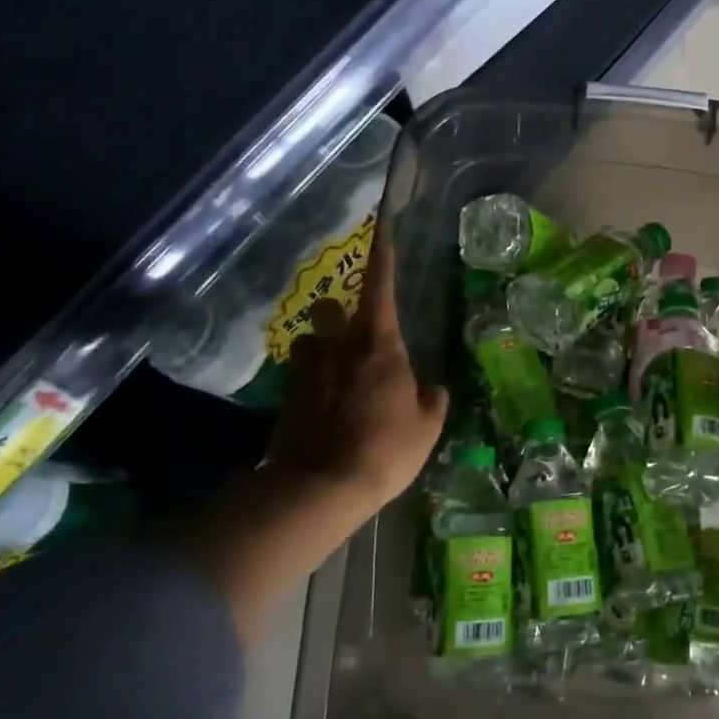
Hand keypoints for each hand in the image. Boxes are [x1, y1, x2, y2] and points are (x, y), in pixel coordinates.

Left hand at [265, 221, 448, 517]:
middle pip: (330, 306)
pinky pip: (299, 374)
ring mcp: (308, 371)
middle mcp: (339, 348)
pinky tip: (321, 405)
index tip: (383, 232)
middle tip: (352, 330)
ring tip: (334, 370)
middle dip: (338, 310)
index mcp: (380, 348)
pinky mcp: (286, 397)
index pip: (381, 290)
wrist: (322, 486)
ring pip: (308, 339)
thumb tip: (430, 388)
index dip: (383, 258)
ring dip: (320, 345)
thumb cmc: (387, 449)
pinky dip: (310, 380)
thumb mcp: (427, 427)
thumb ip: (431, 400)